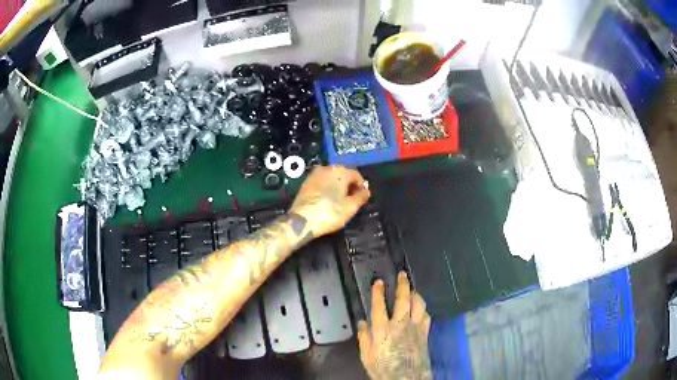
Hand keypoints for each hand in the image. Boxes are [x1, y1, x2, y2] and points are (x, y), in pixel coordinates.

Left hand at [289, 165, 370, 237]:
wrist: (303, 221)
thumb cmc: (330, 213)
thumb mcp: (351, 207)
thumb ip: (361, 197)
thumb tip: (366, 191)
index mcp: (340, 171)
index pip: (356, 174)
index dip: (362, 185)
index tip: (363, 197)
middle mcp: (326, 168)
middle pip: (343, 174)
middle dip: (349, 184)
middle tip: (353, 198)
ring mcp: (314, 175)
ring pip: (331, 177)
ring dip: (337, 186)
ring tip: (340, 200)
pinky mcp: (305, 183)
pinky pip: (321, 182)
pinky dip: (327, 188)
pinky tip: (328, 200)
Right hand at [357, 272, 431, 379]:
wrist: (406, 378)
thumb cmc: (383, 369)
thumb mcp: (366, 356)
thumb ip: (364, 338)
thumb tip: (361, 322)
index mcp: (382, 330)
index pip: (379, 306)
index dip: (378, 292)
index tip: (379, 282)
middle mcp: (400, 325)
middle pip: (404, 299)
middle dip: (403, 284)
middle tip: (403, 275)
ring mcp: (415, 328)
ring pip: (419, 304)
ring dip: (416, 294)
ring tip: (412, 289)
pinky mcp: (425, 333)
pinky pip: (427, 316)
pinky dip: (424, 309)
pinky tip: (421, 309)